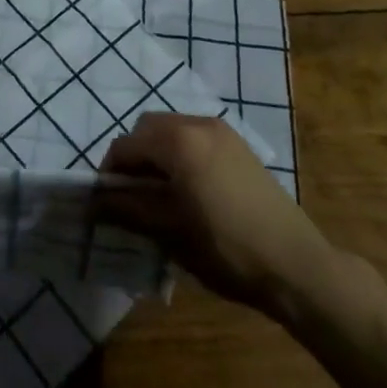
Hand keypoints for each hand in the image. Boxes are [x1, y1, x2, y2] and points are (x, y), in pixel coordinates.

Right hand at [100, 113, 334, 319]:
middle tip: (131, 197)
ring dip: (157, 154)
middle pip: (147, 129)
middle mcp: (198, 124)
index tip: (106, 204)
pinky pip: (195, 137)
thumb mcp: (169, 232)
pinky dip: (180, 154)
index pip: (125, 146)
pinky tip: (188, 190)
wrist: (296, 264)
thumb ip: (127, 210)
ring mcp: (222, 131)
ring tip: (159, 196)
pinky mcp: (239, 145)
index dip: (109, 173)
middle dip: (133, 158)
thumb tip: (90, 204)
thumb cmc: (226, 249)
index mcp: (178, 141)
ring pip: (172, 130)